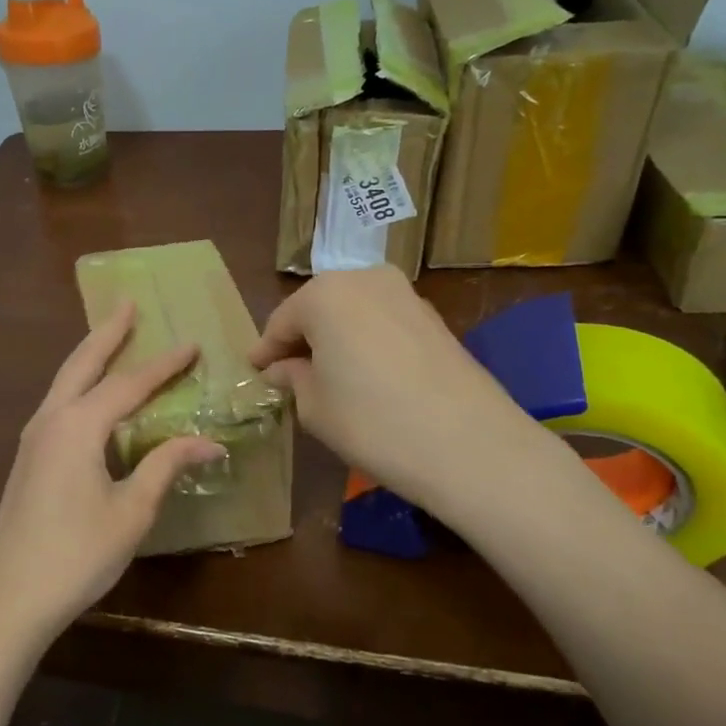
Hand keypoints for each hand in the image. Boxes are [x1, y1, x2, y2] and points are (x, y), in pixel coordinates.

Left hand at [0, 301, 222, 651]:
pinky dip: (79, 383)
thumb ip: (166, 467)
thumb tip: (209, 442)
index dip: (164, 365)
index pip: (129, 384)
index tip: (191, 343)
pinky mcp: (28, 458)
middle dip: (108, 333)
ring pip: (65, 381)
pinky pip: (59, 403)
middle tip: (129, 304)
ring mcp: (33, 439)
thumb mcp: (131, 511)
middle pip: (82, 362)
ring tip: (112, 337)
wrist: (7, 598)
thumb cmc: (76, 555)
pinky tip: (91, 395)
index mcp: (78, 426)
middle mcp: (51, 420)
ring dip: (90, 355)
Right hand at [249, 267, 553, 511]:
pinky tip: (367, 378)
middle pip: (318, 309)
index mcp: (324, 293)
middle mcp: (364, 279)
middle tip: (289, 376)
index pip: (281, 322)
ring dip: (336, 340)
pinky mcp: (434, 318)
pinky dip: (367, 343)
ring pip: (353, 314)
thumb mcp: (315, 407)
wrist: (470, 445)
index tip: (254, 374)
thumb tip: (282, 370)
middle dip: (302, 341)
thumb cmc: (373, 422)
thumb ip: (292, 379)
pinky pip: (383, 324)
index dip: (265, 353)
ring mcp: (405, 294)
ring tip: (328, 378)